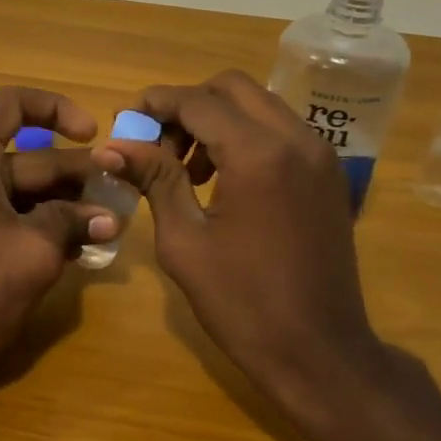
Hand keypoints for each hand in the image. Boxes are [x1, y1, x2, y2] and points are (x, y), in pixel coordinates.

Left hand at [0, 87, 116, 394]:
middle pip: (27, 155)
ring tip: (110, 224)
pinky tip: (81, 247)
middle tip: (122, 194)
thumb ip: (73, 222)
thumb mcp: (35, 250)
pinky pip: (10, 216)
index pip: (12, 104)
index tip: (92, 134)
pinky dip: (43, 224)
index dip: (56, 108)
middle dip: (76, 172)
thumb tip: (109, 217)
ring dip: (65, 203)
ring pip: (22, 190)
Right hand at [91, 70, 390, 418]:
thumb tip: (111, 147)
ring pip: (259, 106)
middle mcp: (297, 139)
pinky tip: (222, 182)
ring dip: (217, 121)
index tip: (125, 123)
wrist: (319, 352)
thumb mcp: (185, 241)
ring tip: (187, 171)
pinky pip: (280, 132)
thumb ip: (154, 181)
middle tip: (157, 147)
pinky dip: (245, 138)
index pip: (198, 101)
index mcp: (259, 154)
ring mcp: (320, 155)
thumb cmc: (242, 303)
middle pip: (232, 88)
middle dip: (187, 106)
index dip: (155, 104)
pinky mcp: (328, 175)